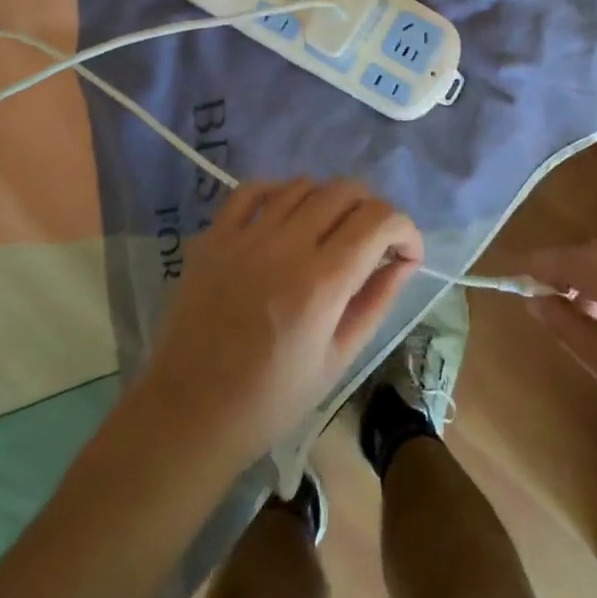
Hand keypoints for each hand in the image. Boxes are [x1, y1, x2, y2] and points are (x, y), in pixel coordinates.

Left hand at [139, 179, 422, 469]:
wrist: (189, 413)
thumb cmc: (272, 399)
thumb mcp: (339, 359)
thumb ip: (376, 301)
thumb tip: (405, 261)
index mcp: (322, 282)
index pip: (379, 220)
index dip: (406, 229)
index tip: (407, 253)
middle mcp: (286, 246)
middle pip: (345, 191)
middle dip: (373, 209)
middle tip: (374, 241)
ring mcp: (245, 236)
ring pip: (303, 185)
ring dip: (330, 200)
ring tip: (331, 231)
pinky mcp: (214, 237)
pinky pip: (252, 189)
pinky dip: (280, 191)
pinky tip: (287, 214)